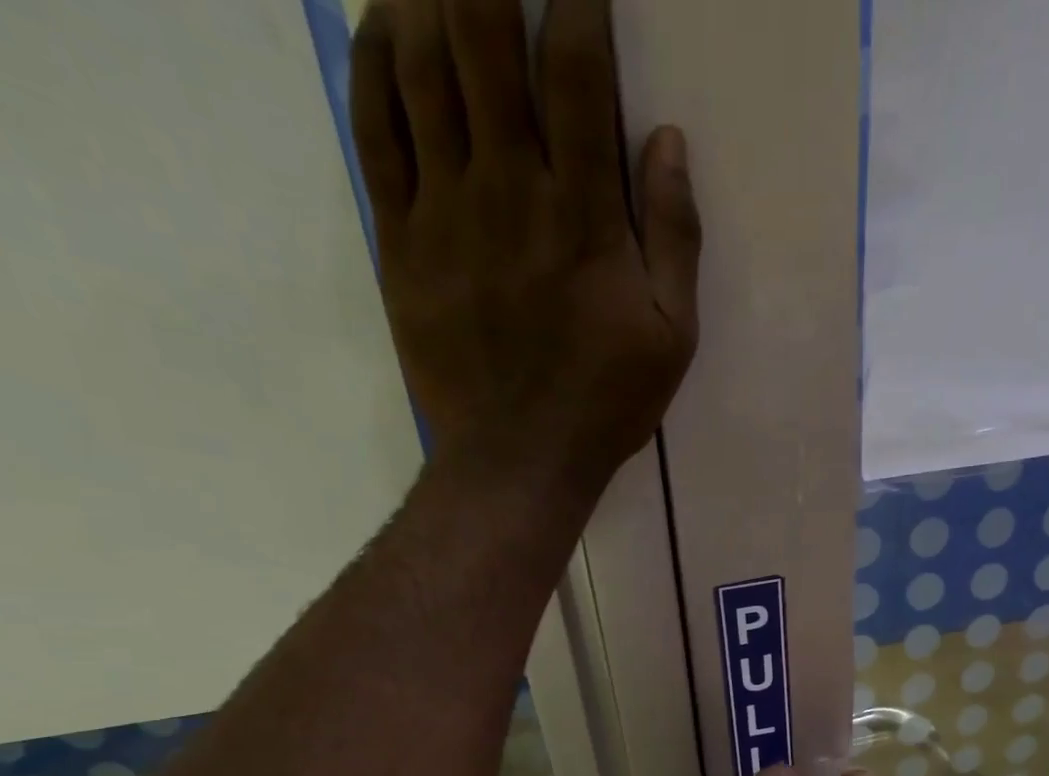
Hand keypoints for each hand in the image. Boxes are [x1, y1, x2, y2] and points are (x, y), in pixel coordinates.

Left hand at [350, 0, 700, 491]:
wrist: (520, 459)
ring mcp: (447, 211)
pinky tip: (383, 24)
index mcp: (584, 215)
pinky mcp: (401, 240)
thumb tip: (666, 136)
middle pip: (483, 36)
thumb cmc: (605, 402)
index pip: (576, 68)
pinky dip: (373, 63)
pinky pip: (374, 130)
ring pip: (420, 66)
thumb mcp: (672, 336)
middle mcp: (511, 190)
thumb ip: (676, 237)